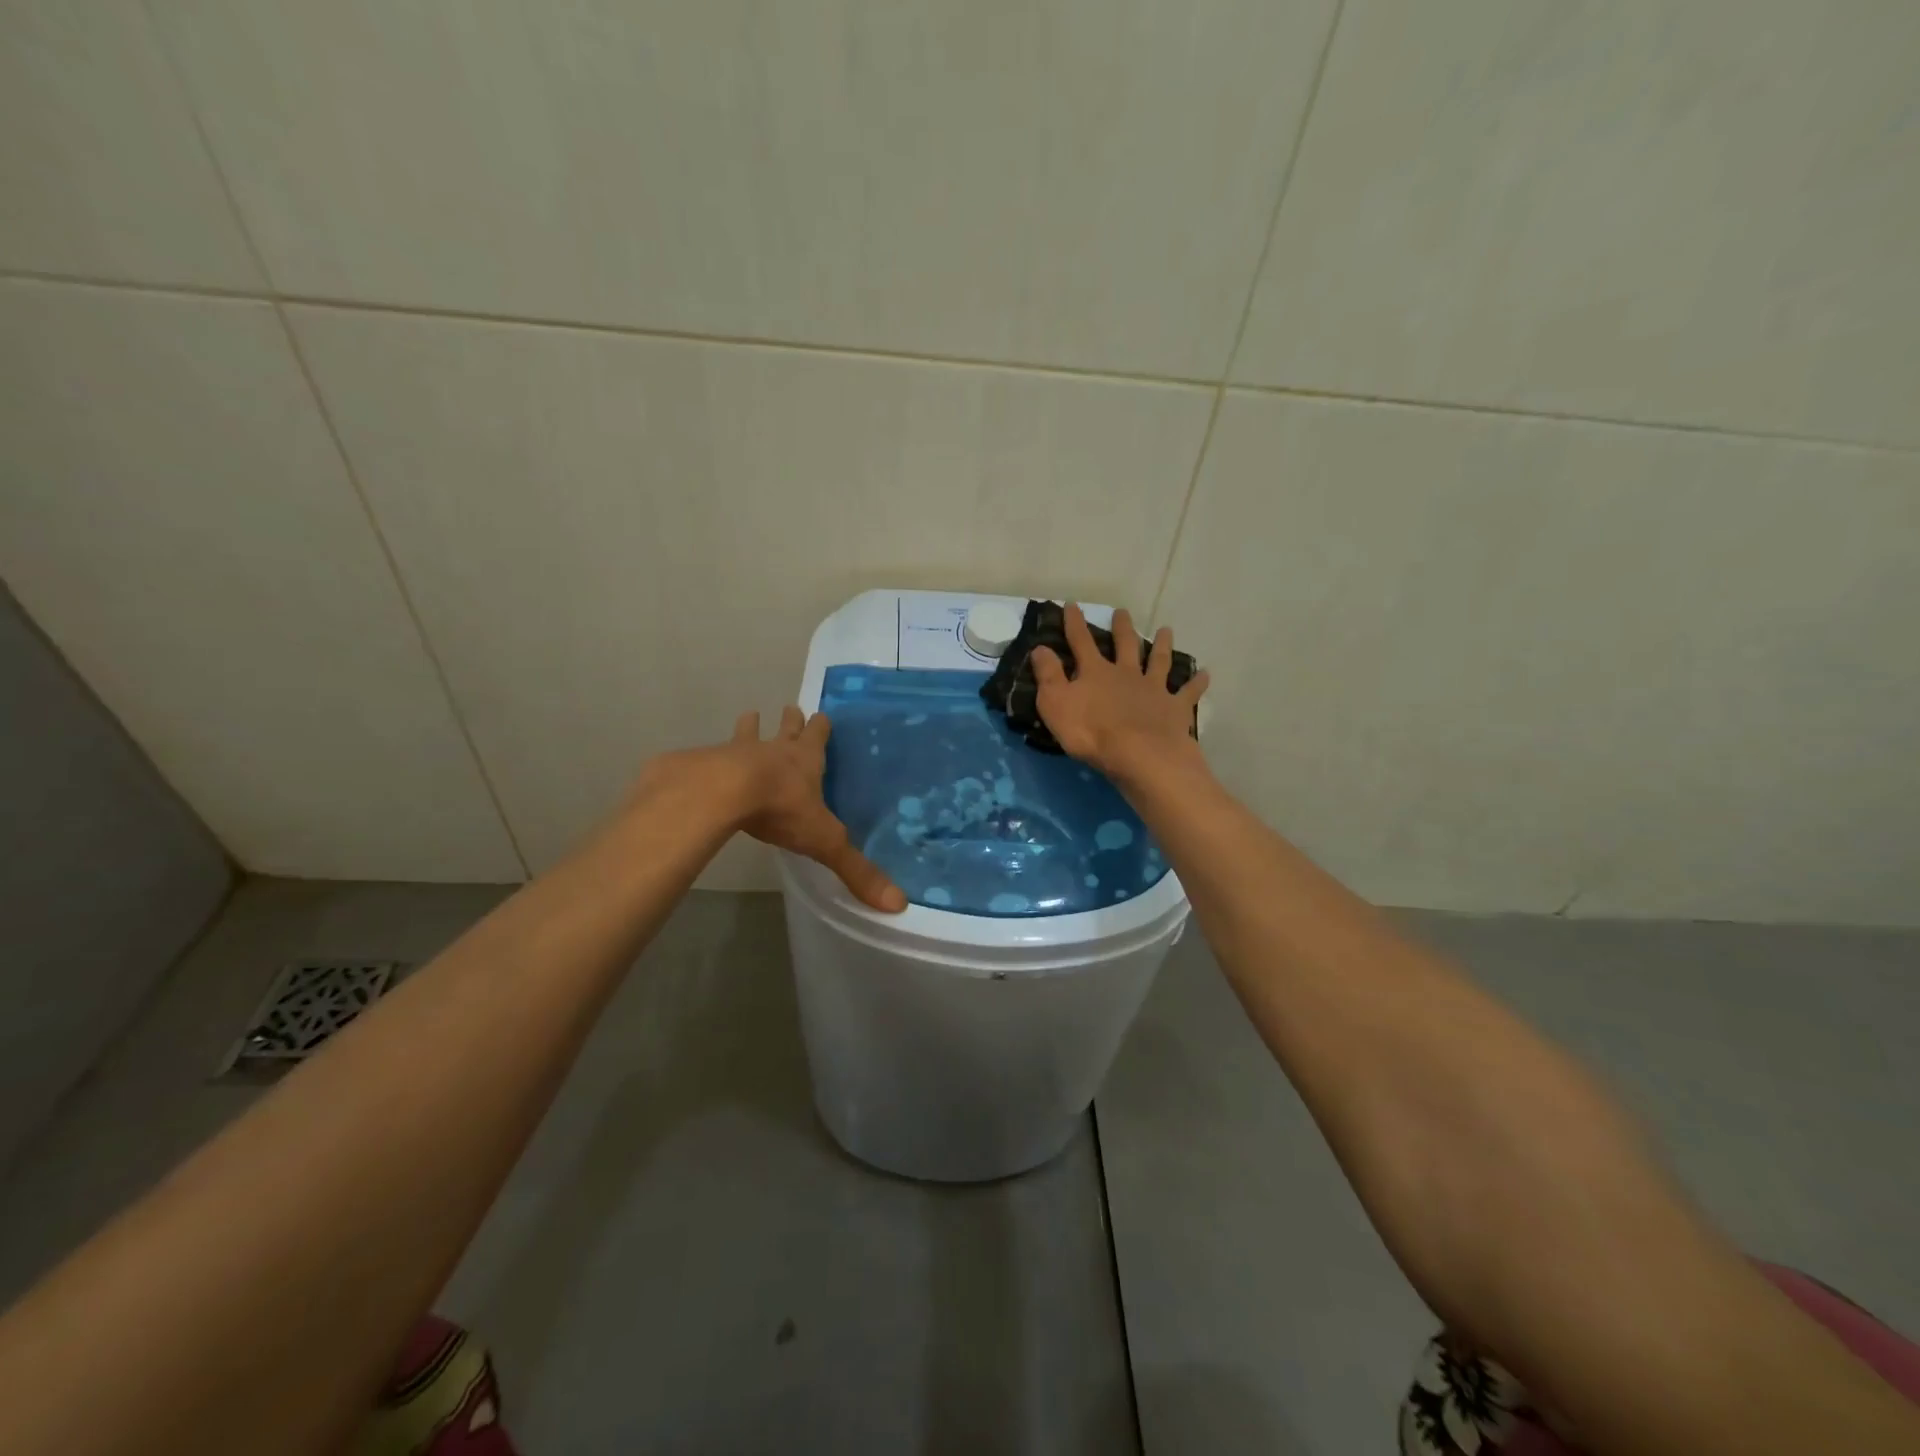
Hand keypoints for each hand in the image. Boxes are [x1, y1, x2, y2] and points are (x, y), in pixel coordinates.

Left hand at [721, 706, 905, 911]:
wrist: (722, 792)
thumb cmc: (782, 809)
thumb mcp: (825, 841)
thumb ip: (857, 870)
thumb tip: (899, 903)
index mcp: (806, 761)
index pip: (818, 736)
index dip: (821, 727)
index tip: (822, 716)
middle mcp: (775, 750)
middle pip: (787, 728)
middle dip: (791, 721)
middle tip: (791, 709)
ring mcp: (739, 752)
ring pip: (748, 733)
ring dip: (751, 727)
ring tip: (750, 716)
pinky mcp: (708, 763)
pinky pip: (712, 754)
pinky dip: (712, 755)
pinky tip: (706, 757)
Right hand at [1030, 603, 1209, 784]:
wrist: (1139, 755)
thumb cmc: (1091, 732)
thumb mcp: (1056, 704)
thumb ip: (1048, 675)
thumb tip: (1040, 648)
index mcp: (1096, 672)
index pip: (1081, 642)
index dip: (1075, 623)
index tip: (1072, 605)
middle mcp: (1126, 673)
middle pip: (1124, 645)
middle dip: (1122, 628)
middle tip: (1123, 612)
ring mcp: (1154, 689)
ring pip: (1159, 661)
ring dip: (1162, 645)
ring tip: (1167, 630)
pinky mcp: (1175, 708)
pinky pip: (1188, 692)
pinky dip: (1197, 683)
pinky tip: (1205, 674)